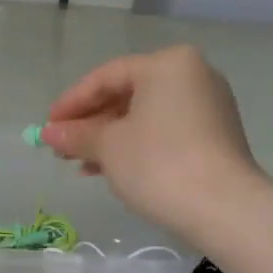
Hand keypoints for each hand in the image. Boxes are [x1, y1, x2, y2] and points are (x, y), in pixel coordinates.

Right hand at [42, 45, 263, 240]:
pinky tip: (112, 171)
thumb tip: (49, 133)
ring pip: (146, 117)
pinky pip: (165, 132)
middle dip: (91, 123)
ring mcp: (209, 106)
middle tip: (62, 147)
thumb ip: (76, 135)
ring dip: (110, 139)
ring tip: (81, 165)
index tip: (48, 127)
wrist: (224, 208)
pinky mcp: (216, 137)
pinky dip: (136, 147)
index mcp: (167, 64)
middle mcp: (193, 76)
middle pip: (128, 95)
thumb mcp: (108, 147)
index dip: (72, 102)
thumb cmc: (158, 163)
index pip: (107, 77)